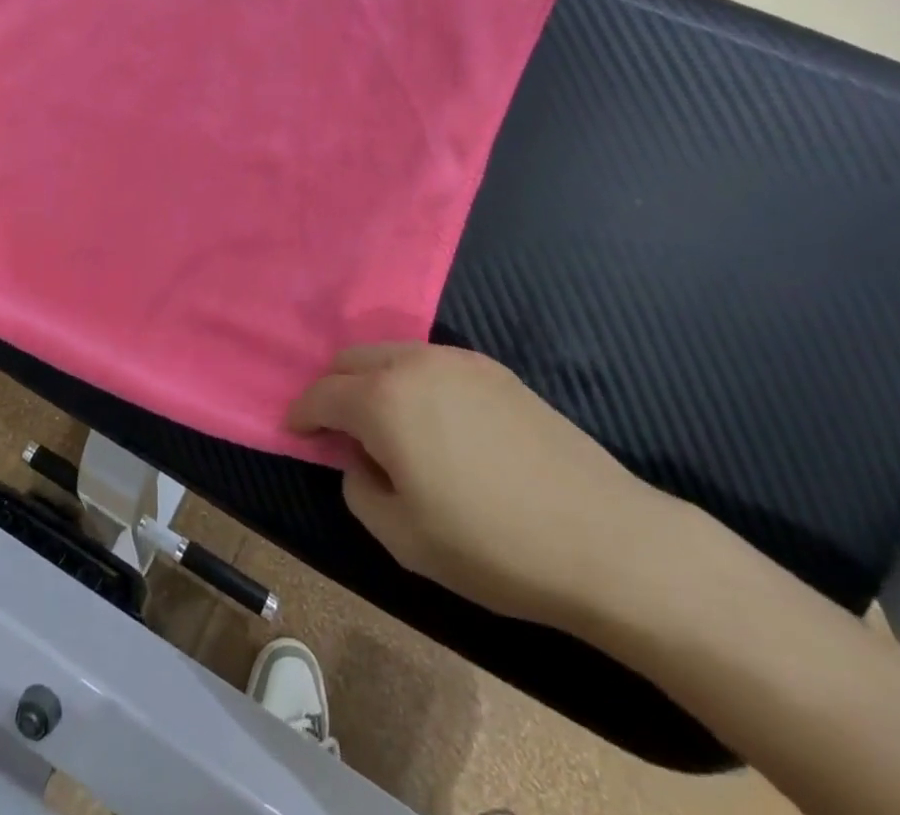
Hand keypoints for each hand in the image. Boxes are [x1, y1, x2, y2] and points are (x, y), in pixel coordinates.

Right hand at [286, 343, 689, 632]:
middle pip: (352, 359)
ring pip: (392, 354)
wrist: (604, 539)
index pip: (321, 393)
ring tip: (386, 426)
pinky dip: (411, 381)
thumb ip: (359, 490)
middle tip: (338, 430)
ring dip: (373, 381)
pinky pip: (431, 362)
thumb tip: (360, 461)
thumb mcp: (403, 538)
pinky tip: (433, 421)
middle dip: (333, 389)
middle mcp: (414, 363)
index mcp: (384, 399)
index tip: (295, 433)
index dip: (301, 414)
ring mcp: (458, 360)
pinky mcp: (493, 368)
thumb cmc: (492, 545)